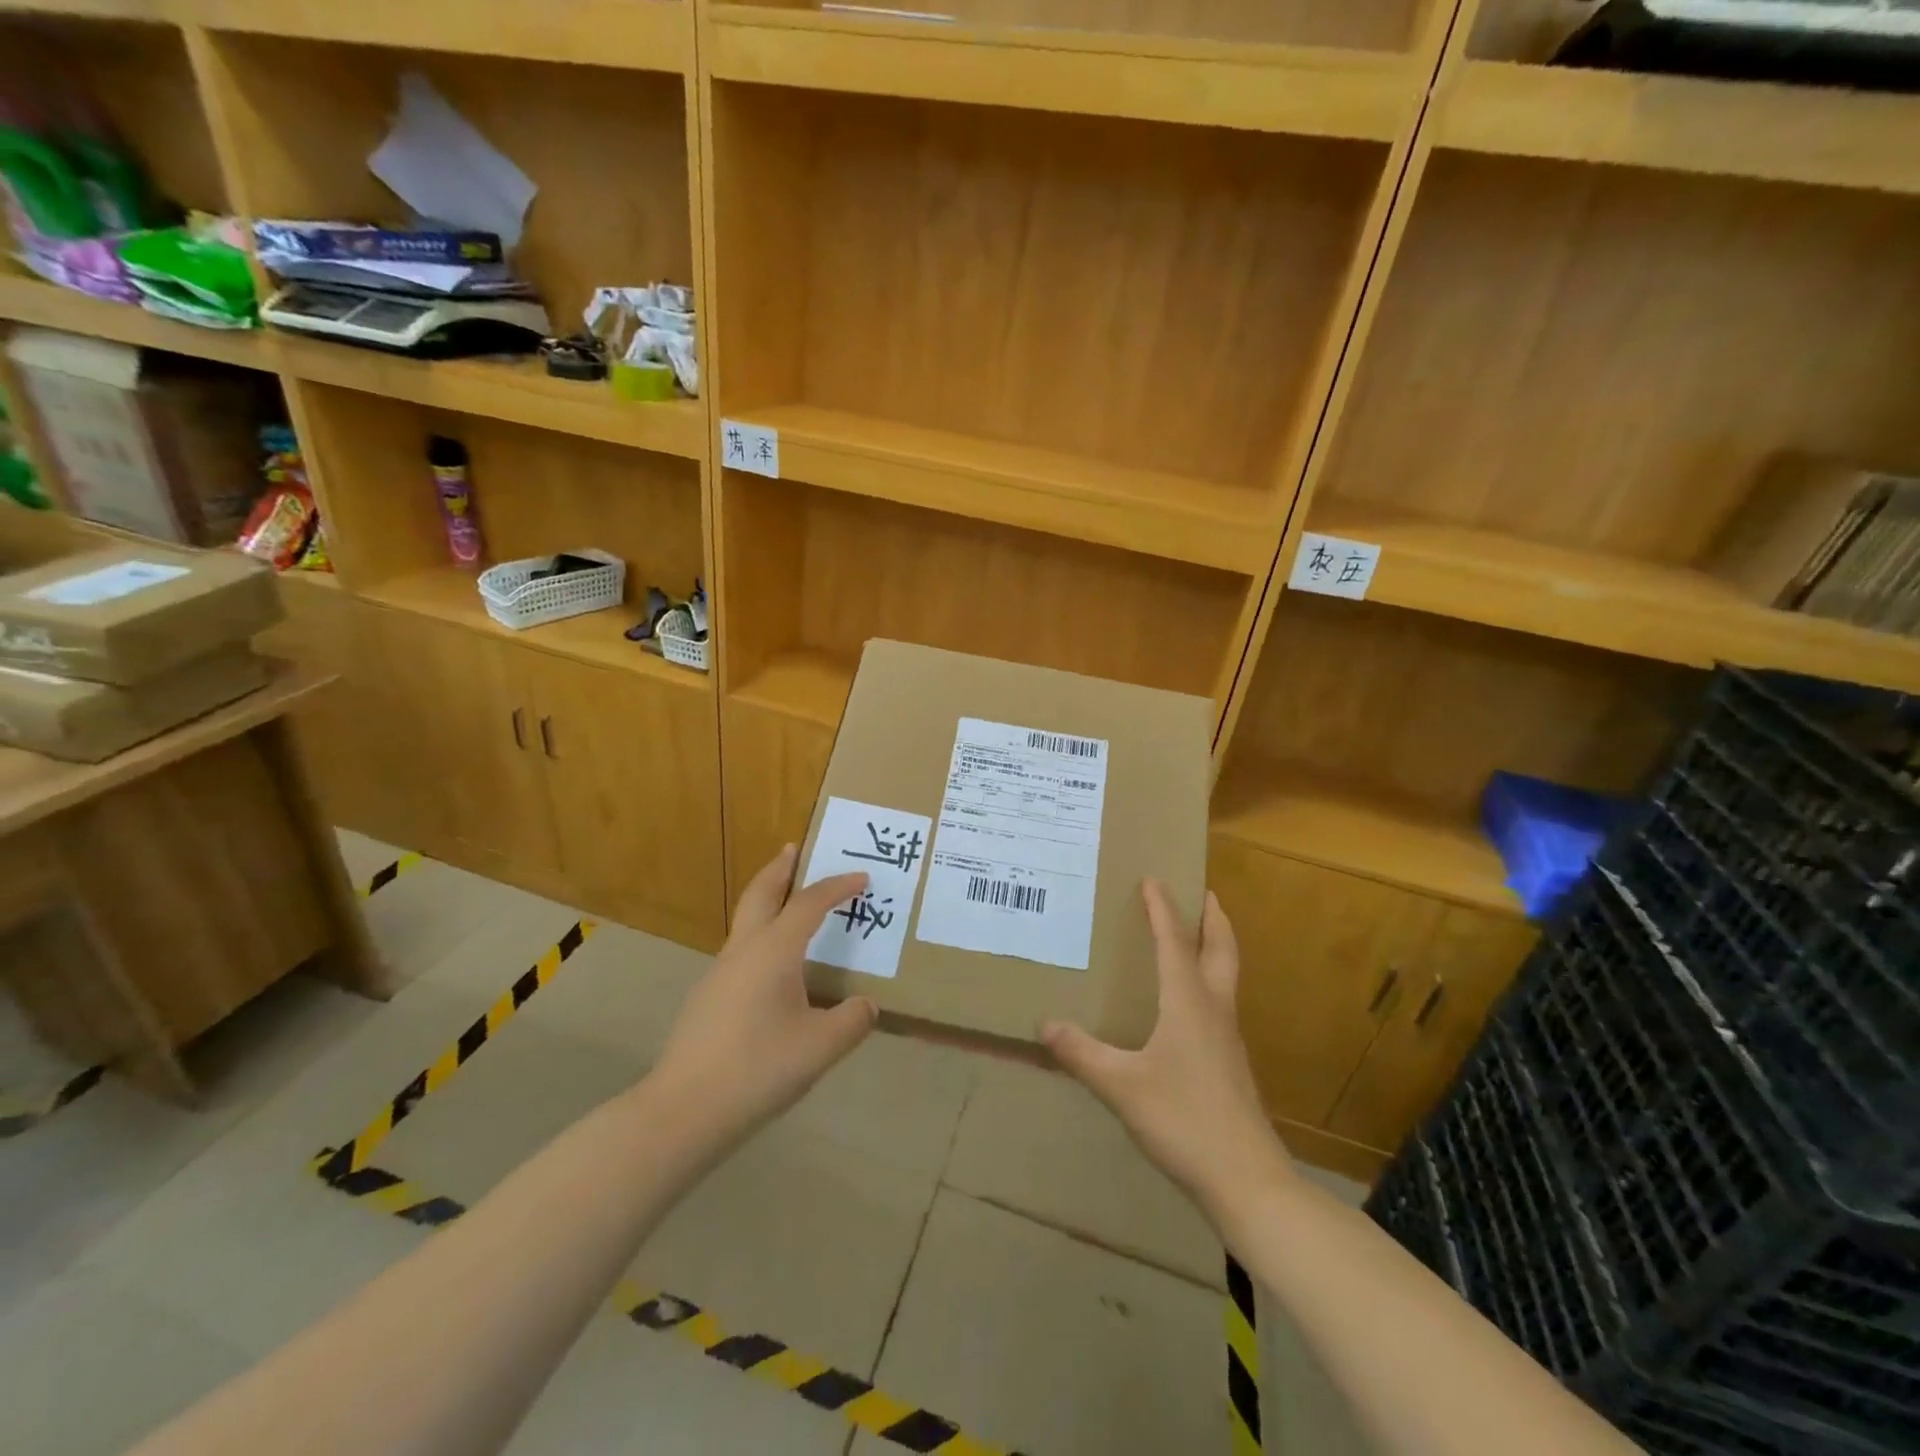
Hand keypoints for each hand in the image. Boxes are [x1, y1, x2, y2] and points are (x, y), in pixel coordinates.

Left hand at [650, 845, 877, 1143]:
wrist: (684, 1110)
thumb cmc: (758, 1068)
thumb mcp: (821, 1048)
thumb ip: (851, 1021)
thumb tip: (866, 1006)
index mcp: (774, 951)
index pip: (810, 903)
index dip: (837, 887)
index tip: (862, 878)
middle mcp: (744, 951)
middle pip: (761, 893)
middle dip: (780, 868)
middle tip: (795, 850)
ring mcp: (720, 973)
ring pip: (746, 921)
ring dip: (768, 902)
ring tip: (792, 907)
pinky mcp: (708, 998)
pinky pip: (742, 951)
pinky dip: (762, 937)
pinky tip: (774, 970)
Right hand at [1042, 881, 1291, 1221]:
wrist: (1246, 1180)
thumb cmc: (1183, 1120)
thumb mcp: (1121, 1086)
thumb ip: (1082, 1053)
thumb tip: (1045, 1024)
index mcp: (1188, 1002)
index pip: (1174, 942)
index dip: (1162, 909)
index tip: (1154, 879)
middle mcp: (1213, 1010)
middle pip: (1222, 950)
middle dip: (1213, 918)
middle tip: (1203, 893)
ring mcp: (1228, 1038)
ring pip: (1226, 977)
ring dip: (1215, 947)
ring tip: (1195, 938)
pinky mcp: (1231, 1064)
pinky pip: (1220, 1004)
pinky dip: (1208, 982)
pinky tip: (1188, 1005)